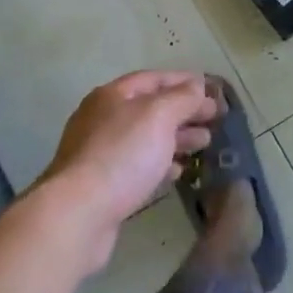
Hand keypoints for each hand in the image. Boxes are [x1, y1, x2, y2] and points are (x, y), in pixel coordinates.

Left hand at [42, 71, 216, 268]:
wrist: (78, 214)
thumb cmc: (121, 155)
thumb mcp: (158, 116)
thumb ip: (182, 98)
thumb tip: (197, 87)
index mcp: (112, 96)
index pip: (154, 79)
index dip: (185, 81)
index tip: (213, 90)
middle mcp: (104, 120)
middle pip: (151, 109)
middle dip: (184, 112)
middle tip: (215, 119)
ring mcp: (101, 154)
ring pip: (146, 139)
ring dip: (177, 138)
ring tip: (204, 144)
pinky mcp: (104, 186)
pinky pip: (139, 167)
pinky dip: (161, 164)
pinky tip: (179, 171)